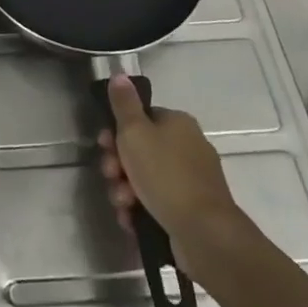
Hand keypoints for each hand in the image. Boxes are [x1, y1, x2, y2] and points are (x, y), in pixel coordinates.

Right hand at [97, 75, 245, 262]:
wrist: (203, 232)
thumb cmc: (165, 175)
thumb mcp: (135, 133)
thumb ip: (124, 104)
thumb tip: (120, 74)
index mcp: (178, 123)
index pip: (140, 118)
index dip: (116, 132)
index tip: (104, 145)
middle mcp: (188, 146)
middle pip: (140, 149)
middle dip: (118, 165)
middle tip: (111, 175)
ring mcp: (191, 179)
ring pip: (144, 178)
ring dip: (124, 189)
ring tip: (122, 203)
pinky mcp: (190, 208)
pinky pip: (156, 200)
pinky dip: (140, 208)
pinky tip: (131, 218)